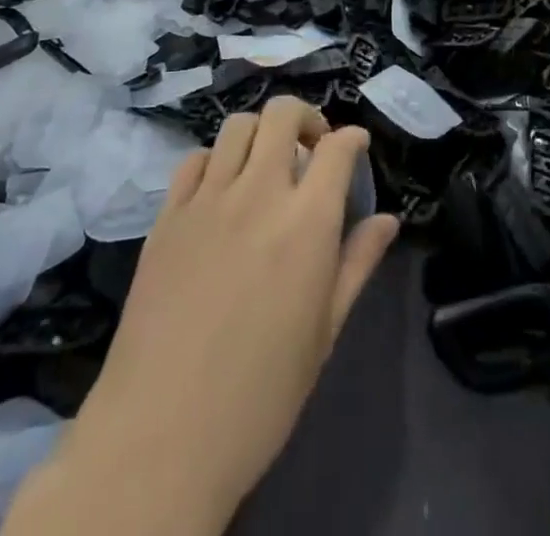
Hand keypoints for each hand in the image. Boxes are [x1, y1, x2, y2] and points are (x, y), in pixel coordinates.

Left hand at [38, 97, 399, 530]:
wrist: (162, 434)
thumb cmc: (261, 394)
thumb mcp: (324, 332)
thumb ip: (357, 263)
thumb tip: (388, 219)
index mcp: (306, 222)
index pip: (337, 148)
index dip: (353, 138)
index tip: (356, 147)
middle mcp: (258, 193)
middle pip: (282, 114)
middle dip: (306, 117)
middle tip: (312, 148)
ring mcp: (207, 199)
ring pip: (238, 125)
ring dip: (261, 132)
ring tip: (267, 163)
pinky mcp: (167, 215)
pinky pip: (195, 159)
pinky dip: (216, 160)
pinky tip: (221, 189)